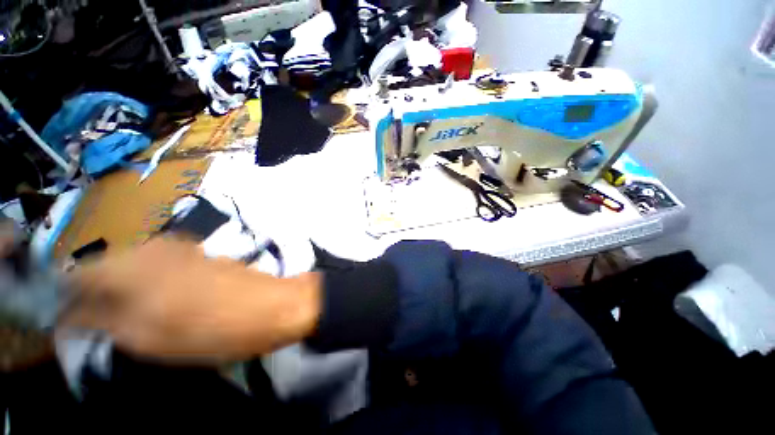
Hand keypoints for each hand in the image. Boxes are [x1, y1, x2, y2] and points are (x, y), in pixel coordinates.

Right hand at [60, 237, 320, 363]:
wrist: (275, 306)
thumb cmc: (213, 328)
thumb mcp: (147, 336)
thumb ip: (102, 320)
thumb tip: (71, 314)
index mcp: (133, 264)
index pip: (79, 275)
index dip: (68, 299)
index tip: (70, 323)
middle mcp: (155, 247)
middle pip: (106, 270)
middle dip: (97, 297)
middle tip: (104, 327)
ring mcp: (183, 248)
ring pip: (134, 269)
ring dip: (125, 293)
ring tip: (134, 320)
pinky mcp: (201, 256)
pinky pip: (160, 269)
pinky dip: (150, 287)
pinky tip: (162, 306)